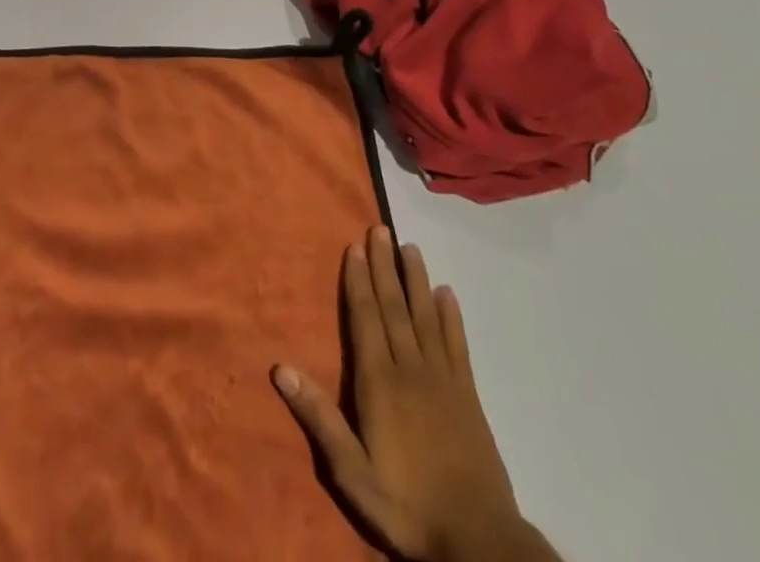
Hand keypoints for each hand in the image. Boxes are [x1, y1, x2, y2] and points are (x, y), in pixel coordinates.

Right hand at [273, 228, 548, 561]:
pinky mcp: (468, 394)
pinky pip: (456, 344)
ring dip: (415, 279)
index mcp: (379, 382)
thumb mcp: (353, 472)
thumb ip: (319, 418)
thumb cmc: (407, 505)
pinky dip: (451, 316)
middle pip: (394, 307)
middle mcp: (410, 368)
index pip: (366, 318)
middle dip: (384, 266)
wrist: (479, 540)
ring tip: (410, 246)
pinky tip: (447, 293)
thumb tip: (280, 368)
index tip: (354, 246)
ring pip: (425, 316)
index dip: (359, 281)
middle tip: (379, 228)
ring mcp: (442, 379)